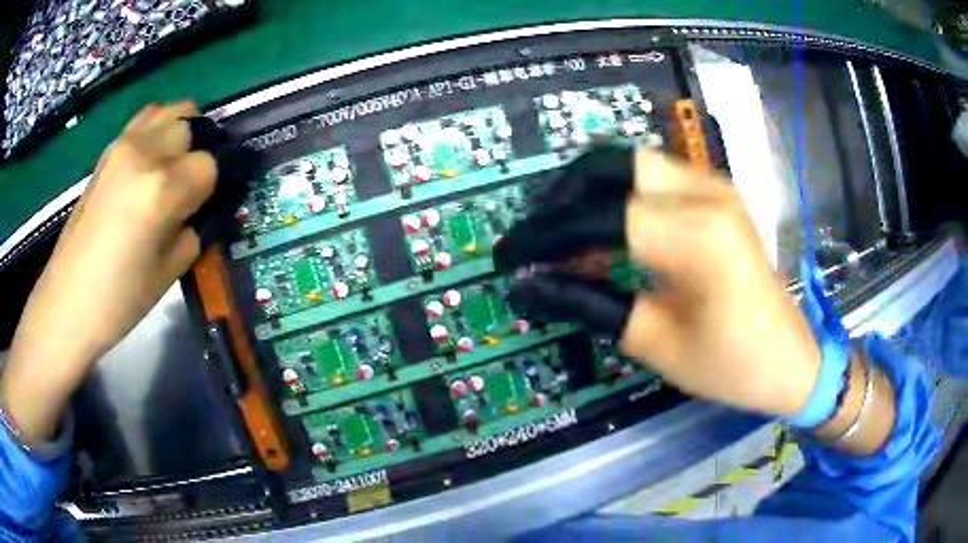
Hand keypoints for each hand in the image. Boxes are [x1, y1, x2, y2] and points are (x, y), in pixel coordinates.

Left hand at [3, 102, 216, 440]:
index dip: (213, 187)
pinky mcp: (107, 152)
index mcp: (162, 189)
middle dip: (197, 155)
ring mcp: (123, 147)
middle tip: (189, 189)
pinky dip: (157, 128)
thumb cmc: (118, 300)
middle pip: (192, 128)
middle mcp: (145, 154)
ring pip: (170, 112)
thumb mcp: (168, 273)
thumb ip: (191, 232)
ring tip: (173, 165)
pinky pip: (144, 119)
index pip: (210, 164)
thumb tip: (199, 212)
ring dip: (181, 132)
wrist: (67, 302)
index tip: (204, 208)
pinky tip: (151, 158)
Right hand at [494, 147, 821, 417]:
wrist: (791, 358)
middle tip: (535, 241)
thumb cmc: (731, 365)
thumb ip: (588, 305)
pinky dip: (615, 195)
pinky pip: (651, 176)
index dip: (544, 236)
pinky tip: (602, 230)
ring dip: (585, 192)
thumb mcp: (656, 344)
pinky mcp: (715, 192)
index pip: (597, 217)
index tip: (509, 259)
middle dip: (559, 198)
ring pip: (627, 162)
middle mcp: (705, 193)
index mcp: (697, 238)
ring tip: (560, 235)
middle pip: (608, 165)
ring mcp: (714, 185)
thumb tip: (525, 286)